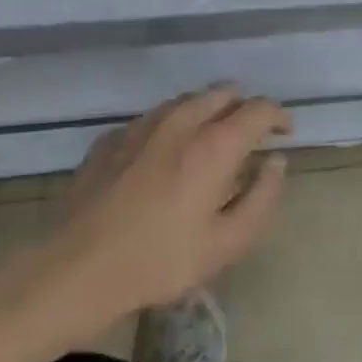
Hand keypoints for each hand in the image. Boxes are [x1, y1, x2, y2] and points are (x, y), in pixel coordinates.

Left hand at [48, 86, 288, 322]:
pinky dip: (171, 128)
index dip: (278, 116)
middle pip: (222, 92)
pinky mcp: (111, 138)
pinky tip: (164, 157)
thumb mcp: (226, 243)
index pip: (259, 109)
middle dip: (243, 107)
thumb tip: (276, 162)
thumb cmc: (159, 260)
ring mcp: (141, 125)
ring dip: (207, 112)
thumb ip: (262, 197)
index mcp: (214, 144)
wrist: (76, 269)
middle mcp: (180, 121)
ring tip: (209, 142)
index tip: (285, 132)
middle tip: (249, 136)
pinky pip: (153, 119)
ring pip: (186, 100)